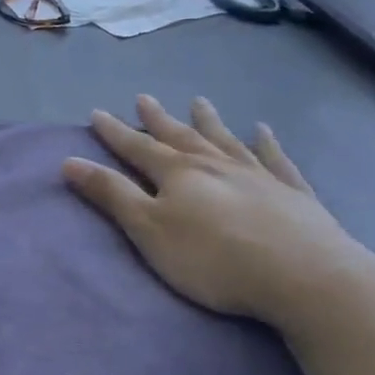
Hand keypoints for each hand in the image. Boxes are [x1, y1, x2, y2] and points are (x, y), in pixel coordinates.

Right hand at [63, 95, 374, 327]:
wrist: (304, 275)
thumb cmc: (213, 258)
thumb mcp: (149, 229)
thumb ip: (112, 195)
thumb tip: (70, 161)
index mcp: (177, 174)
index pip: (137, 148)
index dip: (115, 132)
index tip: (97, 113)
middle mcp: (215, 164)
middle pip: (180, 136)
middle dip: (157, 120)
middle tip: (144, 98)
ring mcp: (256, 175)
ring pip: (225, 140)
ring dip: (209, 121)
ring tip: (198, 102)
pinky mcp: (291, 192)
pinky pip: (275, 159)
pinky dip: (267, 143)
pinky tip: (264, 130)